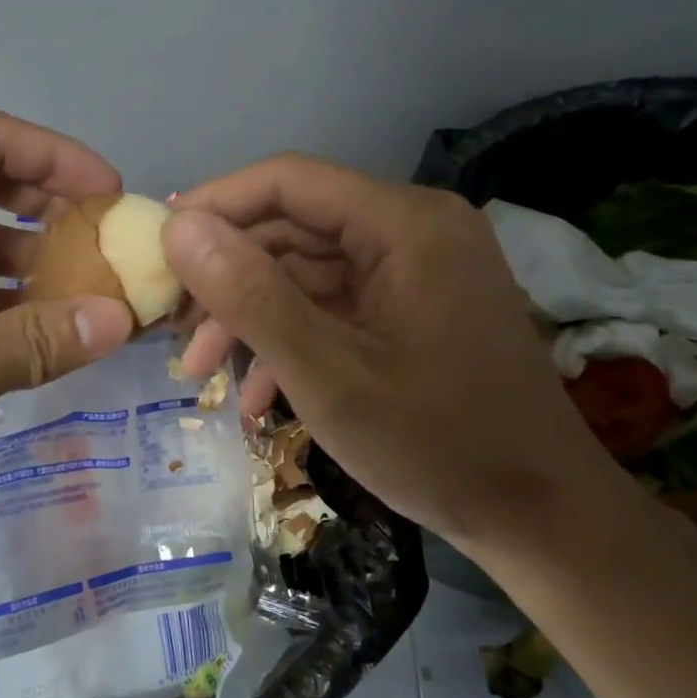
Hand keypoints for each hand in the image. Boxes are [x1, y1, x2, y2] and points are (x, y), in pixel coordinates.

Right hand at [163, 155, 635, 551]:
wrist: (539, 517)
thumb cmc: (436, 443)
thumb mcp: (327, 375)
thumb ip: (250, 296)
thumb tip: (179, 227)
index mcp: (404, 224)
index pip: (288, 181)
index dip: (215, 206)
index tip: (157, 249)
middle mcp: (413, 230)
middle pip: (293, 227)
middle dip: (226, 279)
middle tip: (173, 329)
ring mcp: (415, 271)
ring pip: (305, 272)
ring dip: (249, 317)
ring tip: (201, 373)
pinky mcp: (412, 308)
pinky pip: (332, 306)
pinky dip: (288, 339)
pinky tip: (255, 394)